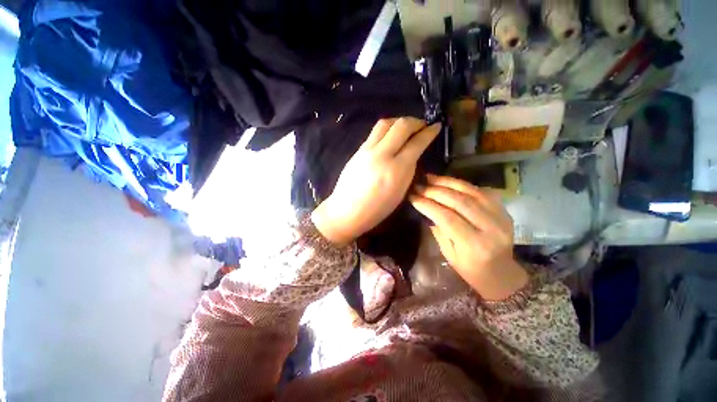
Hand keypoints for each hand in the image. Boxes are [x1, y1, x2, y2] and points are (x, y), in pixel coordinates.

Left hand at [312, 118, 440, 245]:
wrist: (346, 211)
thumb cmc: (376, 210)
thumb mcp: (400, 193)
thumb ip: (408, 170)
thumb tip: (413, 153)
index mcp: (396, 170)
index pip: (416, 143)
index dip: (429, 132)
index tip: (436, 126)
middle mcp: (381, 155)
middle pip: (401, 125)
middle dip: (416, 121)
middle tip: (422, 125)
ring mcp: (367, 150)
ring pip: (386, 123)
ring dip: (400, 121)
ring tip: (406, 128)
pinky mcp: (358, 150)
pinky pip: (375, 132)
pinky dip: (387, 129)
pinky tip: (390, 136)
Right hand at [410, 175, 527, 300]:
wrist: (501, 272)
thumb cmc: (470, 269)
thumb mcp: (449, 254)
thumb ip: (439, 229)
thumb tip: (426, 207)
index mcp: (475, 245)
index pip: (448, 218)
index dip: (428, 205)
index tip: (413, 197)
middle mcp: (491, 228)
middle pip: (459, 202)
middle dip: (435, 191)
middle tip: (419, 185)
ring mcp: (501, 216)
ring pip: (470, 192)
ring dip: (446, 182)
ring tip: (429, 178)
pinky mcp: (503, 209)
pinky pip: (479, 191)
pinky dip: (460, 184)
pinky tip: (446, 181)